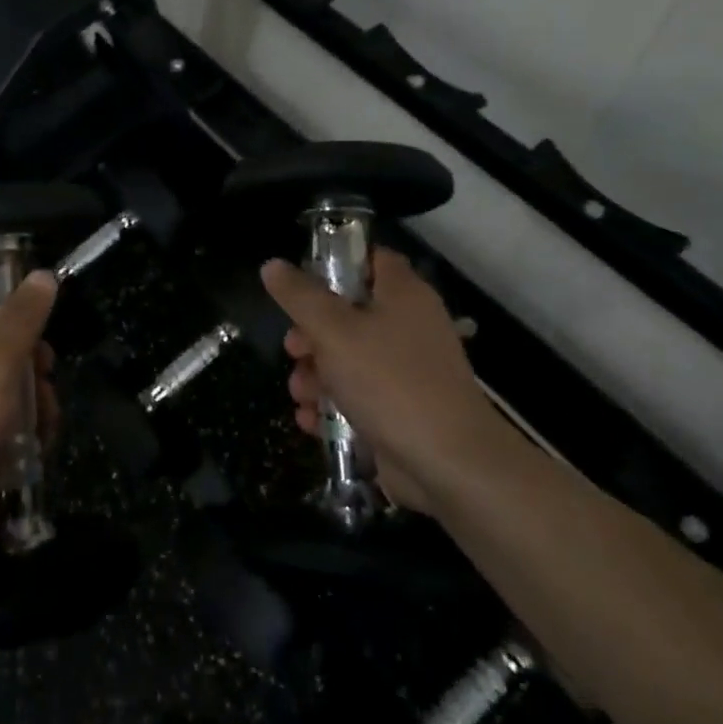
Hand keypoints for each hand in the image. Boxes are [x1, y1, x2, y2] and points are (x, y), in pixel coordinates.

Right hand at [262, 248, 500, 513]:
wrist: (449, 465)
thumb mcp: (333, 331)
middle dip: (311, 334)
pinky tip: (312, 421)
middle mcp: (408, 326)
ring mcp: (407, 370)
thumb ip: (300, 297)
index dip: (335, 264)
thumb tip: (272, 265)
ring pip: (349, 358)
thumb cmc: (390, 382)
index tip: (300, 283)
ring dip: (315, 375)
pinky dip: (334, 406)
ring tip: (300, 395)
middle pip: (349, 313)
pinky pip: (359, 396)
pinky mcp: (402, 409)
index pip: (370, 258)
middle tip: (293, 350)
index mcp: (402, 294)